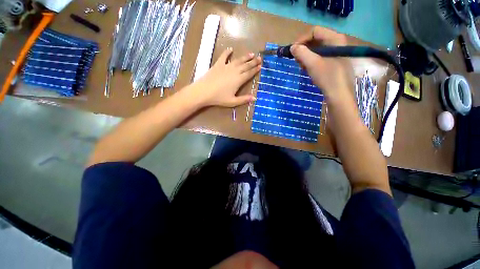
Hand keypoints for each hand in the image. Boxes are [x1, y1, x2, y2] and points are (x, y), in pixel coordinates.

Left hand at [189, 48, 260, 107]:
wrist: (204, 91)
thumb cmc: (219, 98)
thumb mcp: (233, 102)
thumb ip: (244, 99)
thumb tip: (255, 98)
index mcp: (239, 80)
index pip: (249, 74)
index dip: (255, 70)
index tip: (260, 66)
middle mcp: (234, 71)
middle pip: (246, 65)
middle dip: (253, 62)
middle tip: (259, 58)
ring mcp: (226, 66)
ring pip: (238, 60)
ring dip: (245, 57)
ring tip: (251, 54)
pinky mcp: (218, 65)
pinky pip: (223, 56)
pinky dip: (227, 52)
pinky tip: (230, 49)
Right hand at [290, 26, 353, 101]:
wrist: (339, 94)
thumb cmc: (328, 77)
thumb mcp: (312, 64)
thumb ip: (301, 53)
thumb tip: (292, 47)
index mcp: (335, 39)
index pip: (314, 31)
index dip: (302, 39)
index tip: (292, 51)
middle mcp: (337, 42)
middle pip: (316, 40)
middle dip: (304, 49)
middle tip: (296, 60)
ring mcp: (336, 52)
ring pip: (317, 49)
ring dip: (307, 56)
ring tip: (302, 66)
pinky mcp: (334, 61)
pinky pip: (320, 57)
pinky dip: (312, 61)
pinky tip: (308, 69)